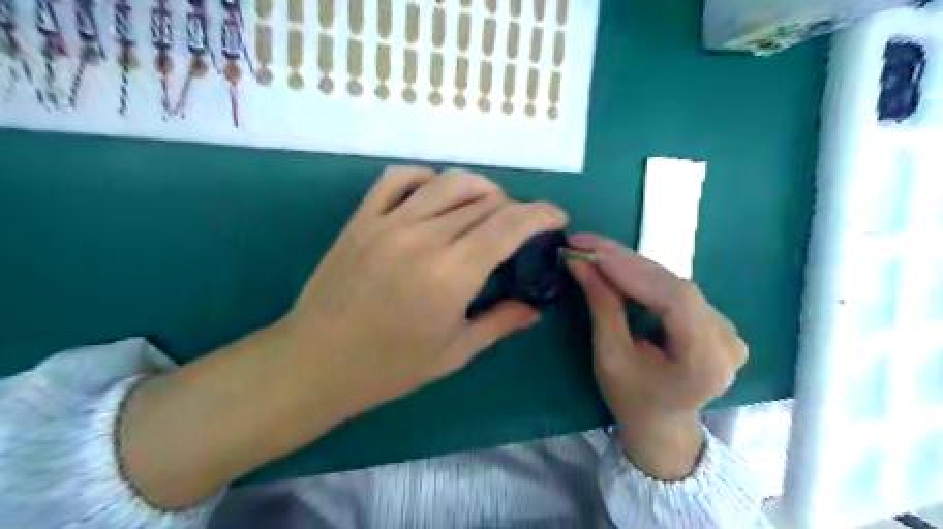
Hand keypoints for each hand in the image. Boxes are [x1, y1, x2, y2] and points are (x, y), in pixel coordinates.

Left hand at [279, 164, 566, 416]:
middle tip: (520, 229)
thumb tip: (535, 309)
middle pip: (485, 202)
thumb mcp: (454, 352)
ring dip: (480, 188)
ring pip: (448, 182)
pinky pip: (398, 179)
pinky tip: (436, 194)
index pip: (510, 225)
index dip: (541, 214)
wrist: (316, 362)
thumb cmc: (389, 367)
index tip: (557, 218)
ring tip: (489, 207)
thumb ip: (500, 323)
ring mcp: (389, 222)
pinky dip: (426, 178)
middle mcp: (424, 237)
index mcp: (451, 274)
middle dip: (515, 209)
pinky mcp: (362, 219)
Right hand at [562, 233, 748, 481]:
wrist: (661, 423)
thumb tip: (580, 262)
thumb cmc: (631, 399)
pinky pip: (675, 288)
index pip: (673, 299)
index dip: (631, 270)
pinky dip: (643, 275)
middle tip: (585, 244)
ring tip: (595, 252)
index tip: (590, 250)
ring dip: (631, 265)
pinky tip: (617, 266)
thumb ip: (602, 306)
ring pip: (673, 282)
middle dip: (624, 262)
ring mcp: (726, 327)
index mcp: (706, 362)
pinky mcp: (716, 319)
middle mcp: (727, 340)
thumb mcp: (609, 357)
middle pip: (674, 285)